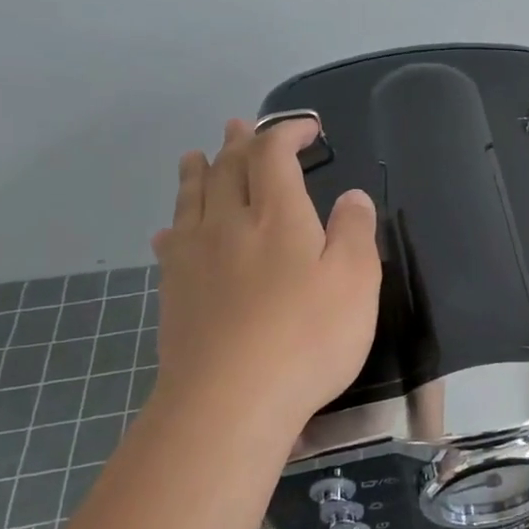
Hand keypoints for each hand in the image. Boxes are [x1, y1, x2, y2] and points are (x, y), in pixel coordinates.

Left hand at [150, 119, 380, 441]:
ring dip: (199, 171)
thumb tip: (351, 195)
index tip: (308, 129)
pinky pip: (171, 242)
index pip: (274, 154)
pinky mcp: (174, 291)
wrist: (230, 401)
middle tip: (241, 127)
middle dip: (239, 143)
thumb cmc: (307, 337)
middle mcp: (230, 223)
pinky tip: (173, 230)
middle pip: (228, 169)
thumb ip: (356, 231)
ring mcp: (195, 257)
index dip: (287, 132)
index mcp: (278, 216)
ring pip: (193, 198)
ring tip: (197, 155)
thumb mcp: (357, 281)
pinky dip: (177, 223)